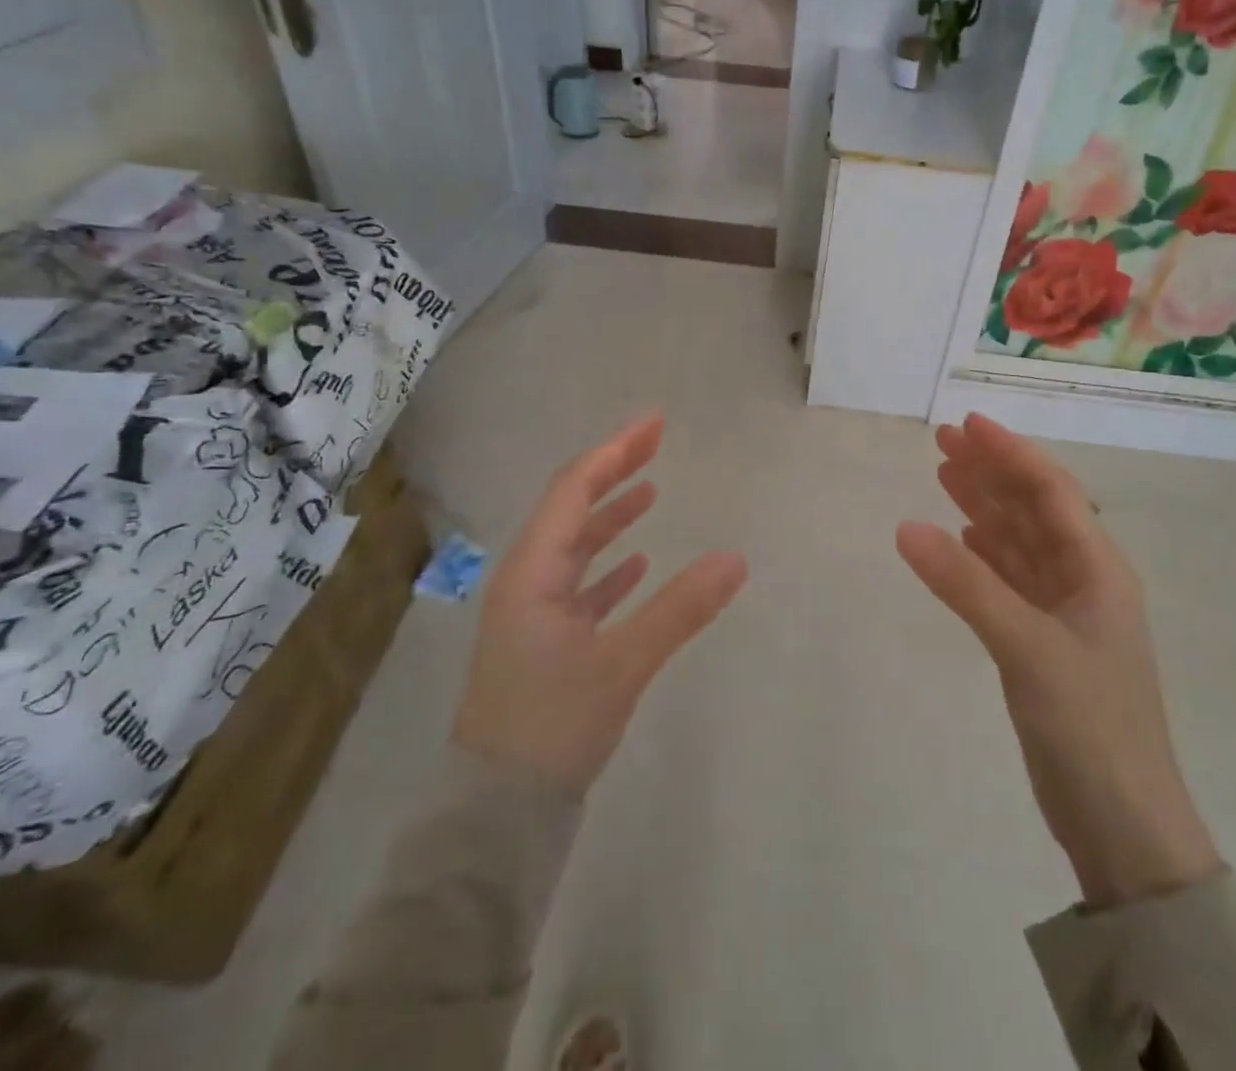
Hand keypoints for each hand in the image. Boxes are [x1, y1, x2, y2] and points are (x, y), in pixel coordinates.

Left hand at [452, 414, 747, 794]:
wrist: (498, 811)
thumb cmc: (553, 726)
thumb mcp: (623, 664)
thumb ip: (680, 609)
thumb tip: (737, 558)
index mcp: (532, 571)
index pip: (575, 489)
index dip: (615, 451)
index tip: (654, 423)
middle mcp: (526, 580)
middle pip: (572, 508)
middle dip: (614, 472)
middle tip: (655, 441)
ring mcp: (532, 611)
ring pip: (575, 547)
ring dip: (610, 517)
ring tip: (649, 491)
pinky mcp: (543, 641)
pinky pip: (578, 585)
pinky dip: (607, 566)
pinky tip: (635, 563)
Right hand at [896, 414, 1219, 909]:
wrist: (1122, 824)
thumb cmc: (1090, 725)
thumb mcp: (1027, 648)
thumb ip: (965, 585)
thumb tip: (905, 525)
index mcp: (1099, 570)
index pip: (1052, 491)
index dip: (1011, 453)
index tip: (968, 424)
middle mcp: (1083, 581)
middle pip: (1032, 509)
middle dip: (991, 472)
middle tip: (941, 441)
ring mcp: (1062, 613)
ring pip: (1017, 542)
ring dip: (983, 507)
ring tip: (942, 474)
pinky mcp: (1042, 642)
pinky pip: (1008, 579)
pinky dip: (981, 553)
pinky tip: (959, 539)